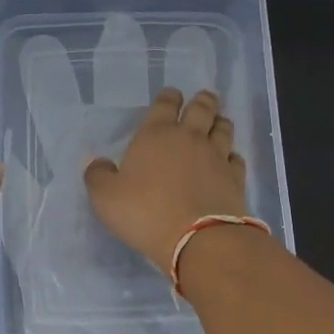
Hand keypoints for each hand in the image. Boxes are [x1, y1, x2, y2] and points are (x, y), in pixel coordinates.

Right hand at [82, 88, 248, 273]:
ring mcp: (217, 156)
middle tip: (203, 98)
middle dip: (202, 100)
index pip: (165, 104)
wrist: (198, 238)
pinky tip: (229, 160)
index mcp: (156, 134)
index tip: (171, 95)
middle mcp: (190, 138)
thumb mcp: (105, 197)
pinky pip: (236, 158)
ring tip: (218, 122)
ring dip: (220, 122)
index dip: (168, 97)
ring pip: (223, 129)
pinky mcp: (235, 178)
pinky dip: (232, 156)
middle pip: (202, 108)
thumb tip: (97, 162)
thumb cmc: (145, 213)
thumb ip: (98, 175)